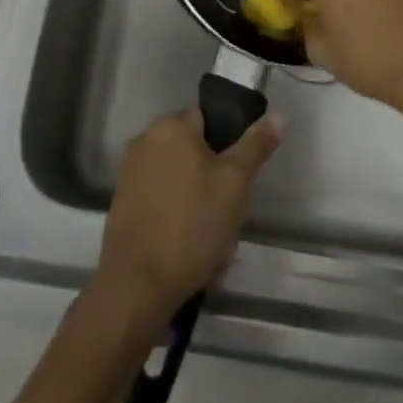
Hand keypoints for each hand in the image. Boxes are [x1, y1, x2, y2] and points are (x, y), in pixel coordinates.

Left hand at [96, 108, 281, 317]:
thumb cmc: (190, 225)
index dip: (230, 148)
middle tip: (231, 220)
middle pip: (195, 154)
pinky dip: (179, 223)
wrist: (136, 287)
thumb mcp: (234, 183)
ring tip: (215, 250)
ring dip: (200, 209)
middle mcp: (146, 140)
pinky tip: (193, 257)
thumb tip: (278, 115)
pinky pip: (163, 205)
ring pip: (181, 184)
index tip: (240, 181)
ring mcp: (131, 173)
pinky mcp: (123, 206)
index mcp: (171, 125)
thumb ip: (255, 146)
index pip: (210, 120)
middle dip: (216, 186)